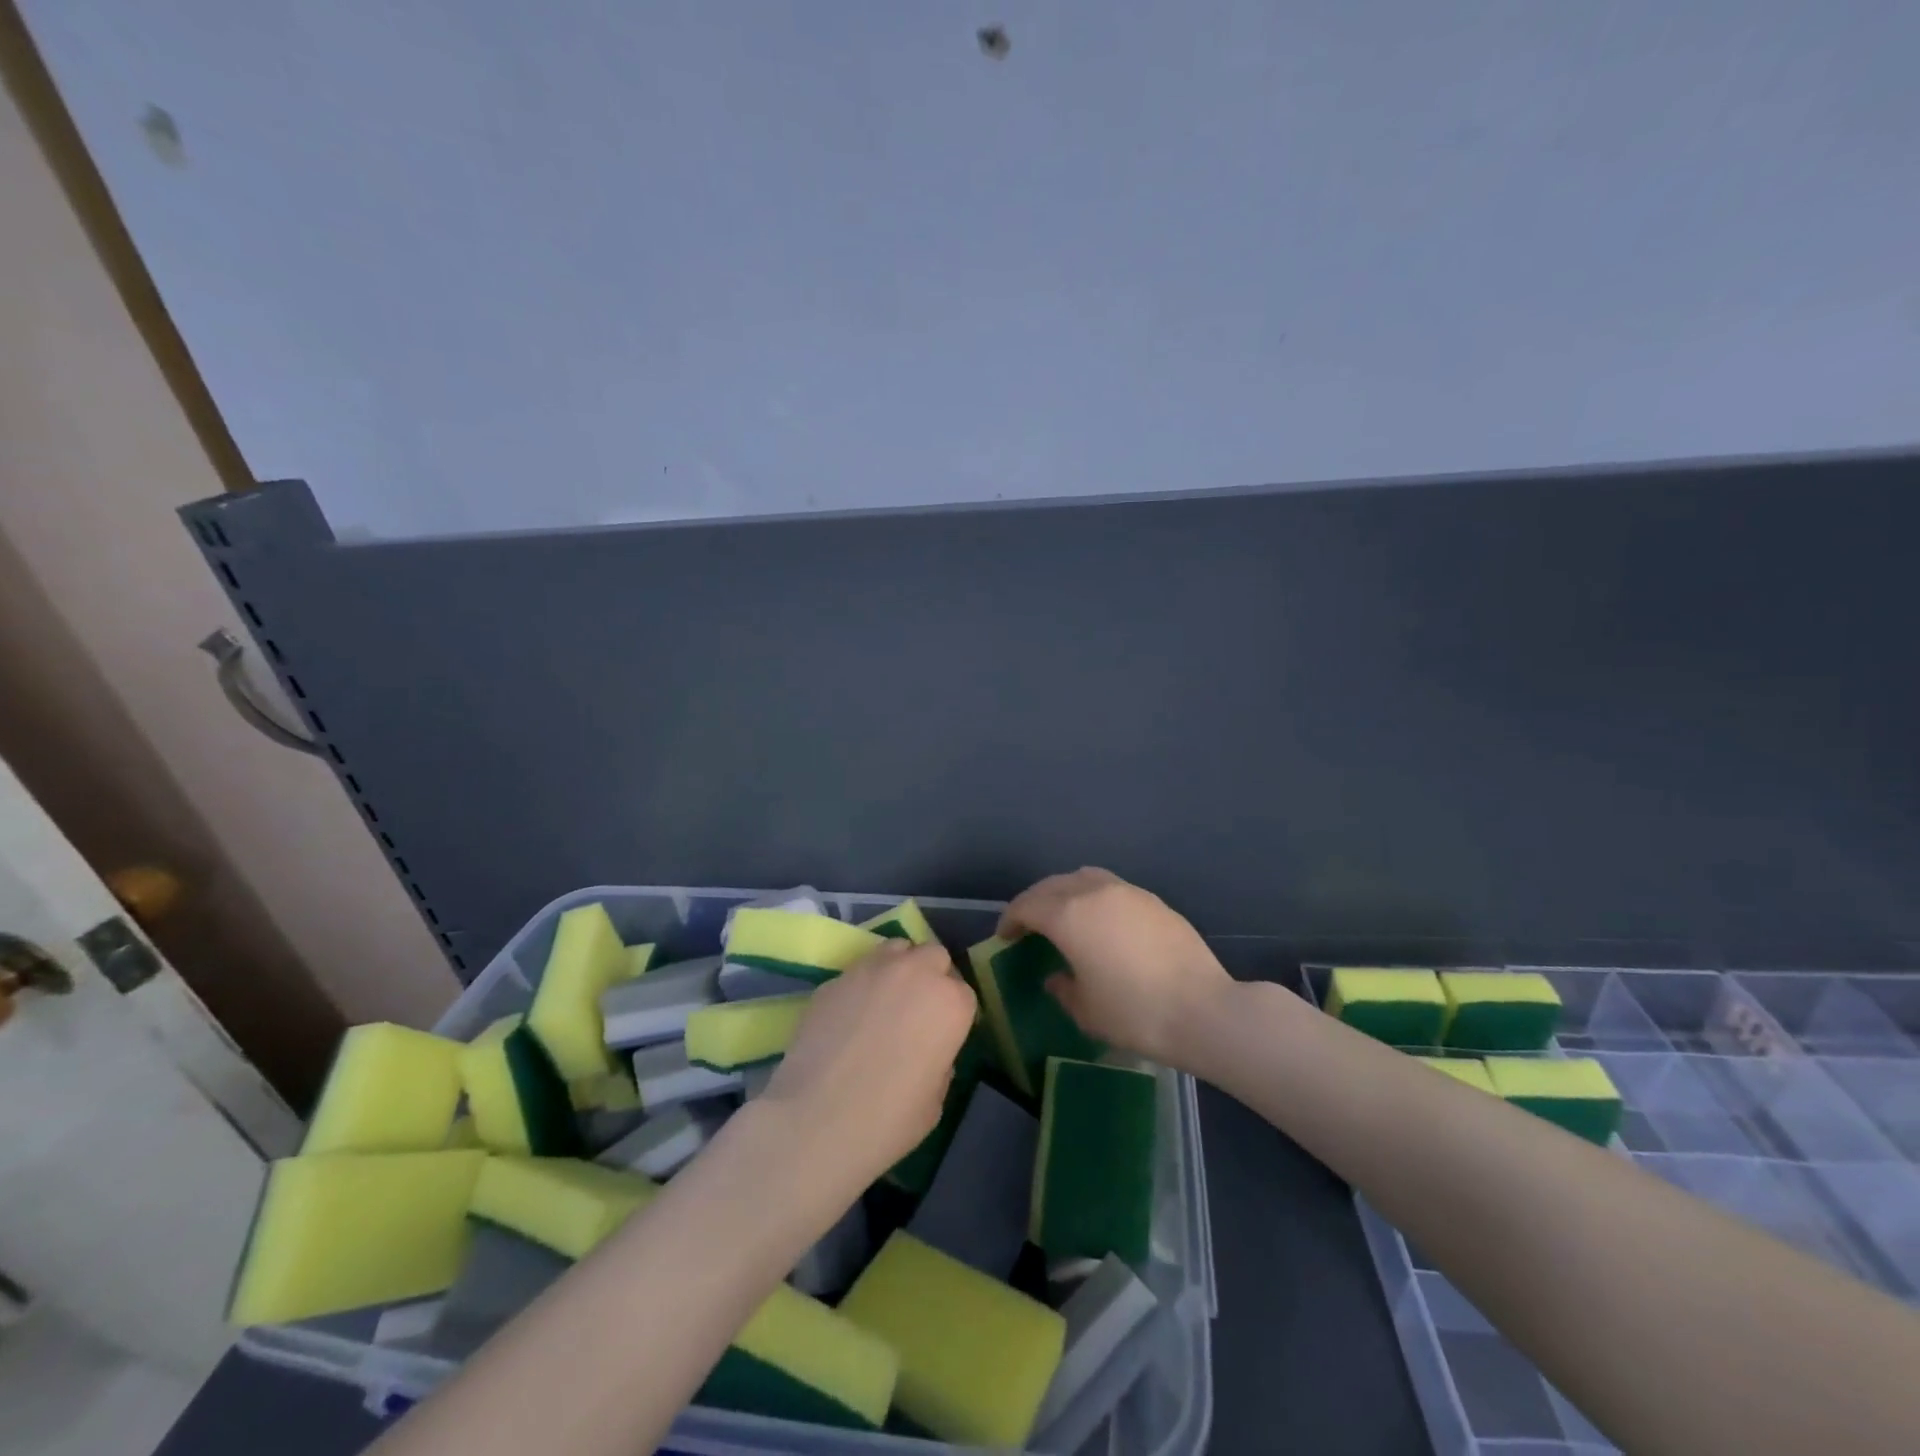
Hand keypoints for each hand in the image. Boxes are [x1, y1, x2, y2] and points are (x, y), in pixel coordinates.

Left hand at [760, 940, 976, 1187]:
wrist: (816, 1119)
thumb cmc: (888, 1119)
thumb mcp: (934, 1100)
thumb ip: (939, 1062)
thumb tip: (927, 1051)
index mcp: (950, 1003)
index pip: (964, 994)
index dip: (953, 1015)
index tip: (942, 1036)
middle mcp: (915, 973)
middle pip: (934, 956)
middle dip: (931, 977)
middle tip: (917, 1011)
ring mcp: (871, 969)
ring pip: (896, 949)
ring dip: (898, 968)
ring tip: (884, 1001)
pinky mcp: (835, 977)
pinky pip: (859, 971)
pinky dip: (862, 985)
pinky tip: (849, 1016)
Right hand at [999, 868, 1233, 1066]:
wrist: (1204, 1010)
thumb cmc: (1135, 1013)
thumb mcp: (1086, 1010)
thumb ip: (1063, 988)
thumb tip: (1057, 976)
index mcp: (1069, 915)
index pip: (1027, 905)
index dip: (1010, 919)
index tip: (1004, 937)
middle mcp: (1094, 892)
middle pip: (1052, 885)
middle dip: (1034, 902)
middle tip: (1027, 925)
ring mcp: (1127, 892)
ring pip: (1083, 878)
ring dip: (1064, 893)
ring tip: (1063, 917)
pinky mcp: (1153, 901)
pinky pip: (1110, 888)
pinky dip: (1093, 898)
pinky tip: (1101, 924)